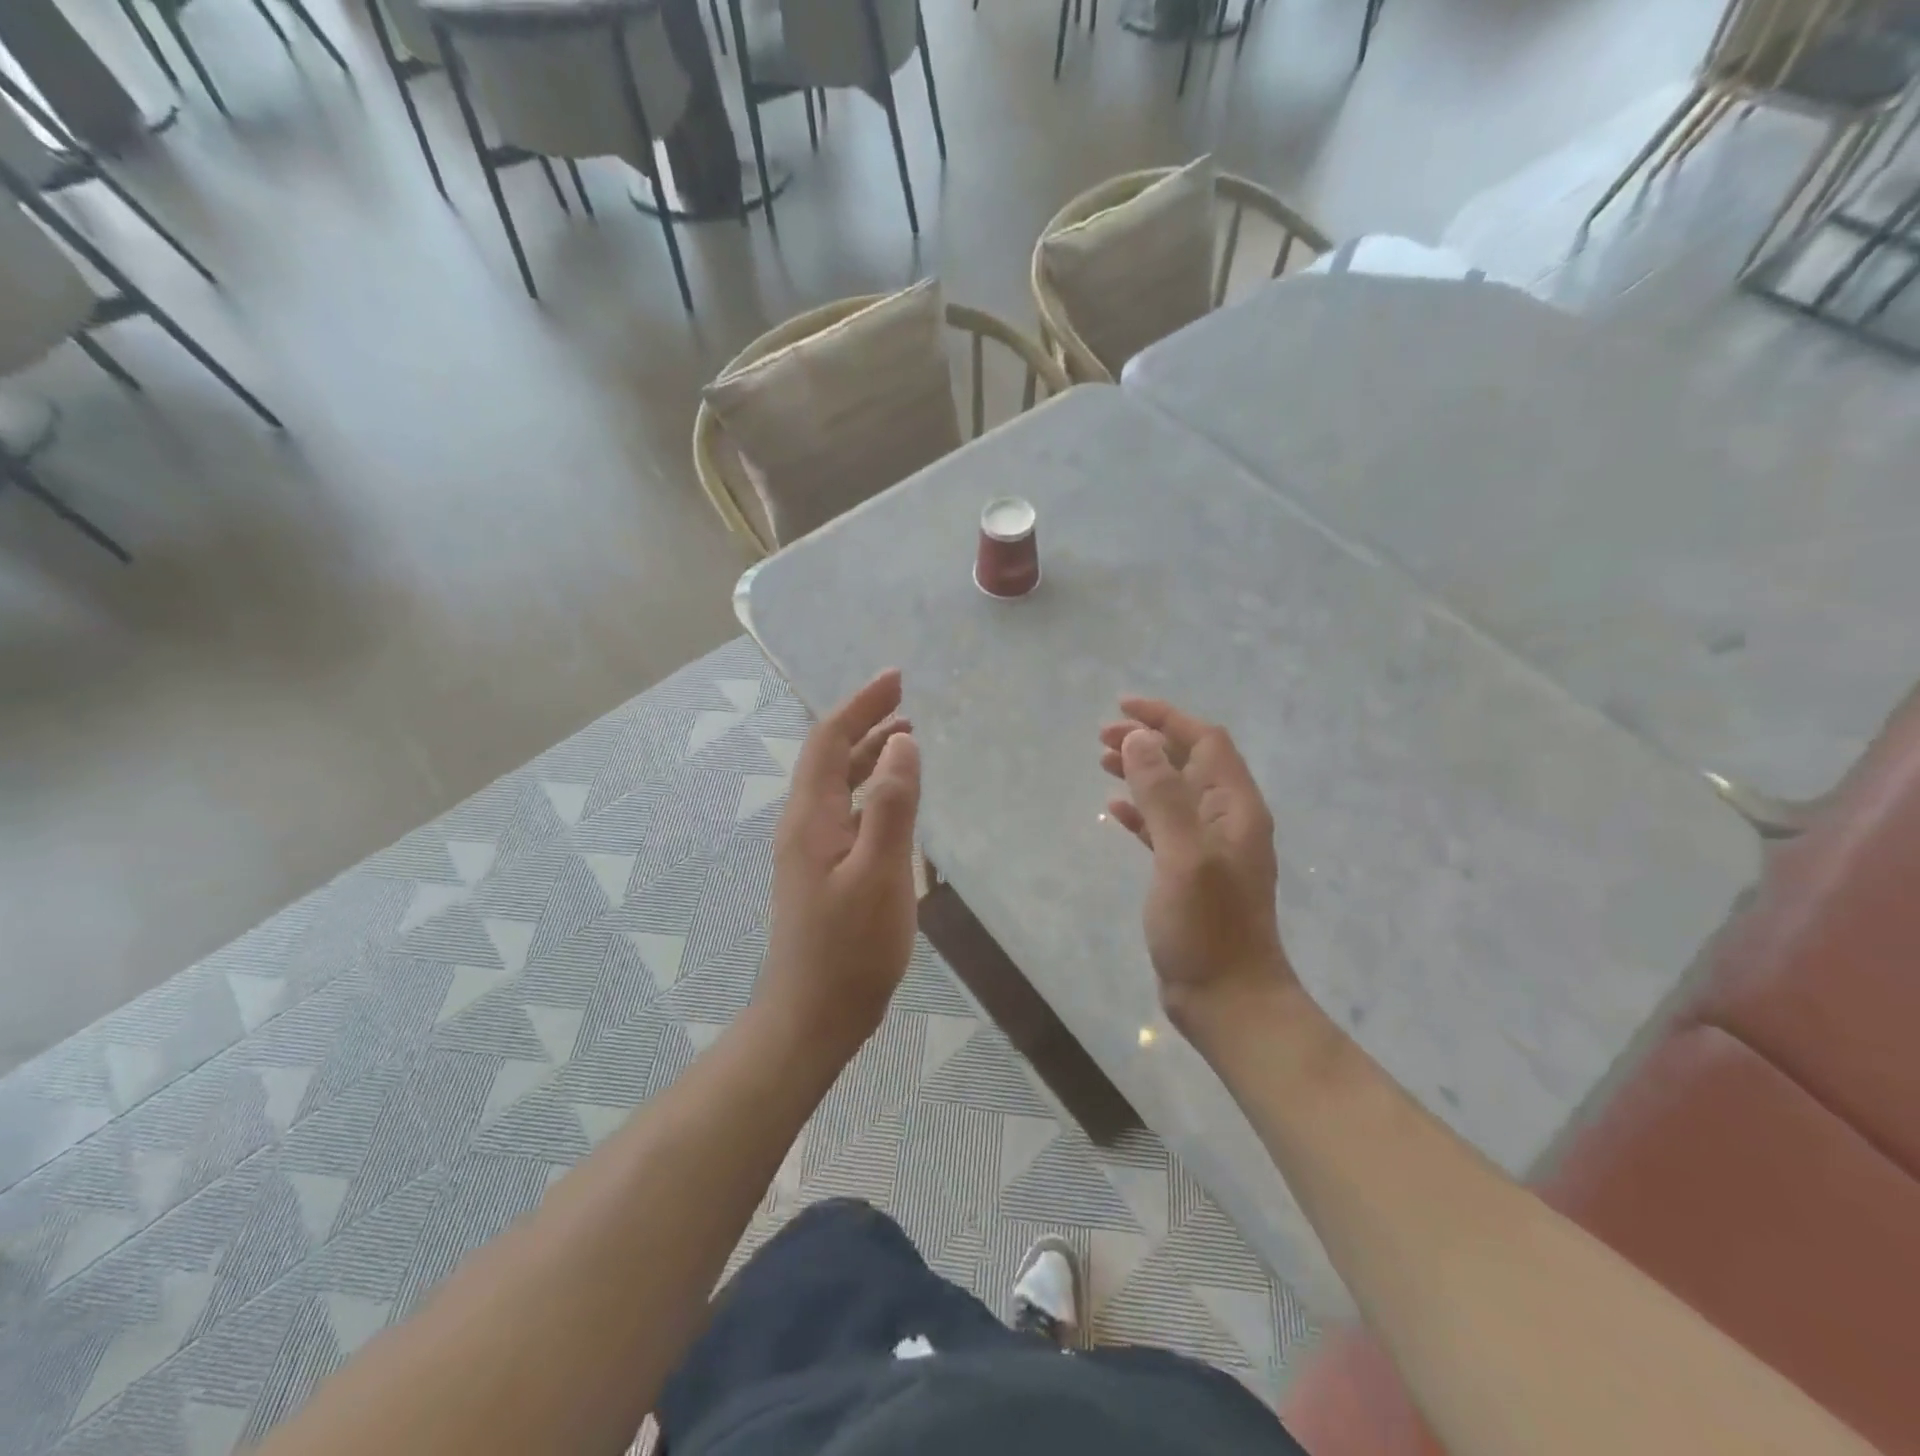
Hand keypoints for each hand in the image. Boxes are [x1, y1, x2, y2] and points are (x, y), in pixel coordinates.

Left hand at [760, 669, 921, 1059]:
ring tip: (906, 737)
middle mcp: (804, 824)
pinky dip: (871, 789)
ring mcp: (811, 849)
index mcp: (812, 817)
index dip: (861, 705)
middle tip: (904, 700)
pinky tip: (894, 800)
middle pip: (831, 757)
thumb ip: (893, 805)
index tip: (895, 678)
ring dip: (869, 755)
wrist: (814, 1014)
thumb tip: (903, 742)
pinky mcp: (823, 871)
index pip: (830, 741)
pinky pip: (847, 811)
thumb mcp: (880, 872)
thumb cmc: (851, 946)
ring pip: (839, 784)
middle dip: (865, 721)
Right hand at [1099, 698, 1299, 1033]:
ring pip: (1174, 792)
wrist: (1228, 1000)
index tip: (1122, 709)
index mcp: (1235, 807)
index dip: (1165, 718)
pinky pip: (1164, 826)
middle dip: (1148, 742)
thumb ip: (1162, 794)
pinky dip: (1141, 811)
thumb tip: (1137, 739)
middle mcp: (1227, 820)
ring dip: (1142, 772)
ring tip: (1103, 763)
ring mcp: (1209, 848)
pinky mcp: (1190, 874)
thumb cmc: (1208, 926)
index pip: (1205, 741)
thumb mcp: (1183, 854)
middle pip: (1189, 762)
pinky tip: (1114, 810)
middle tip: (1102, 738)